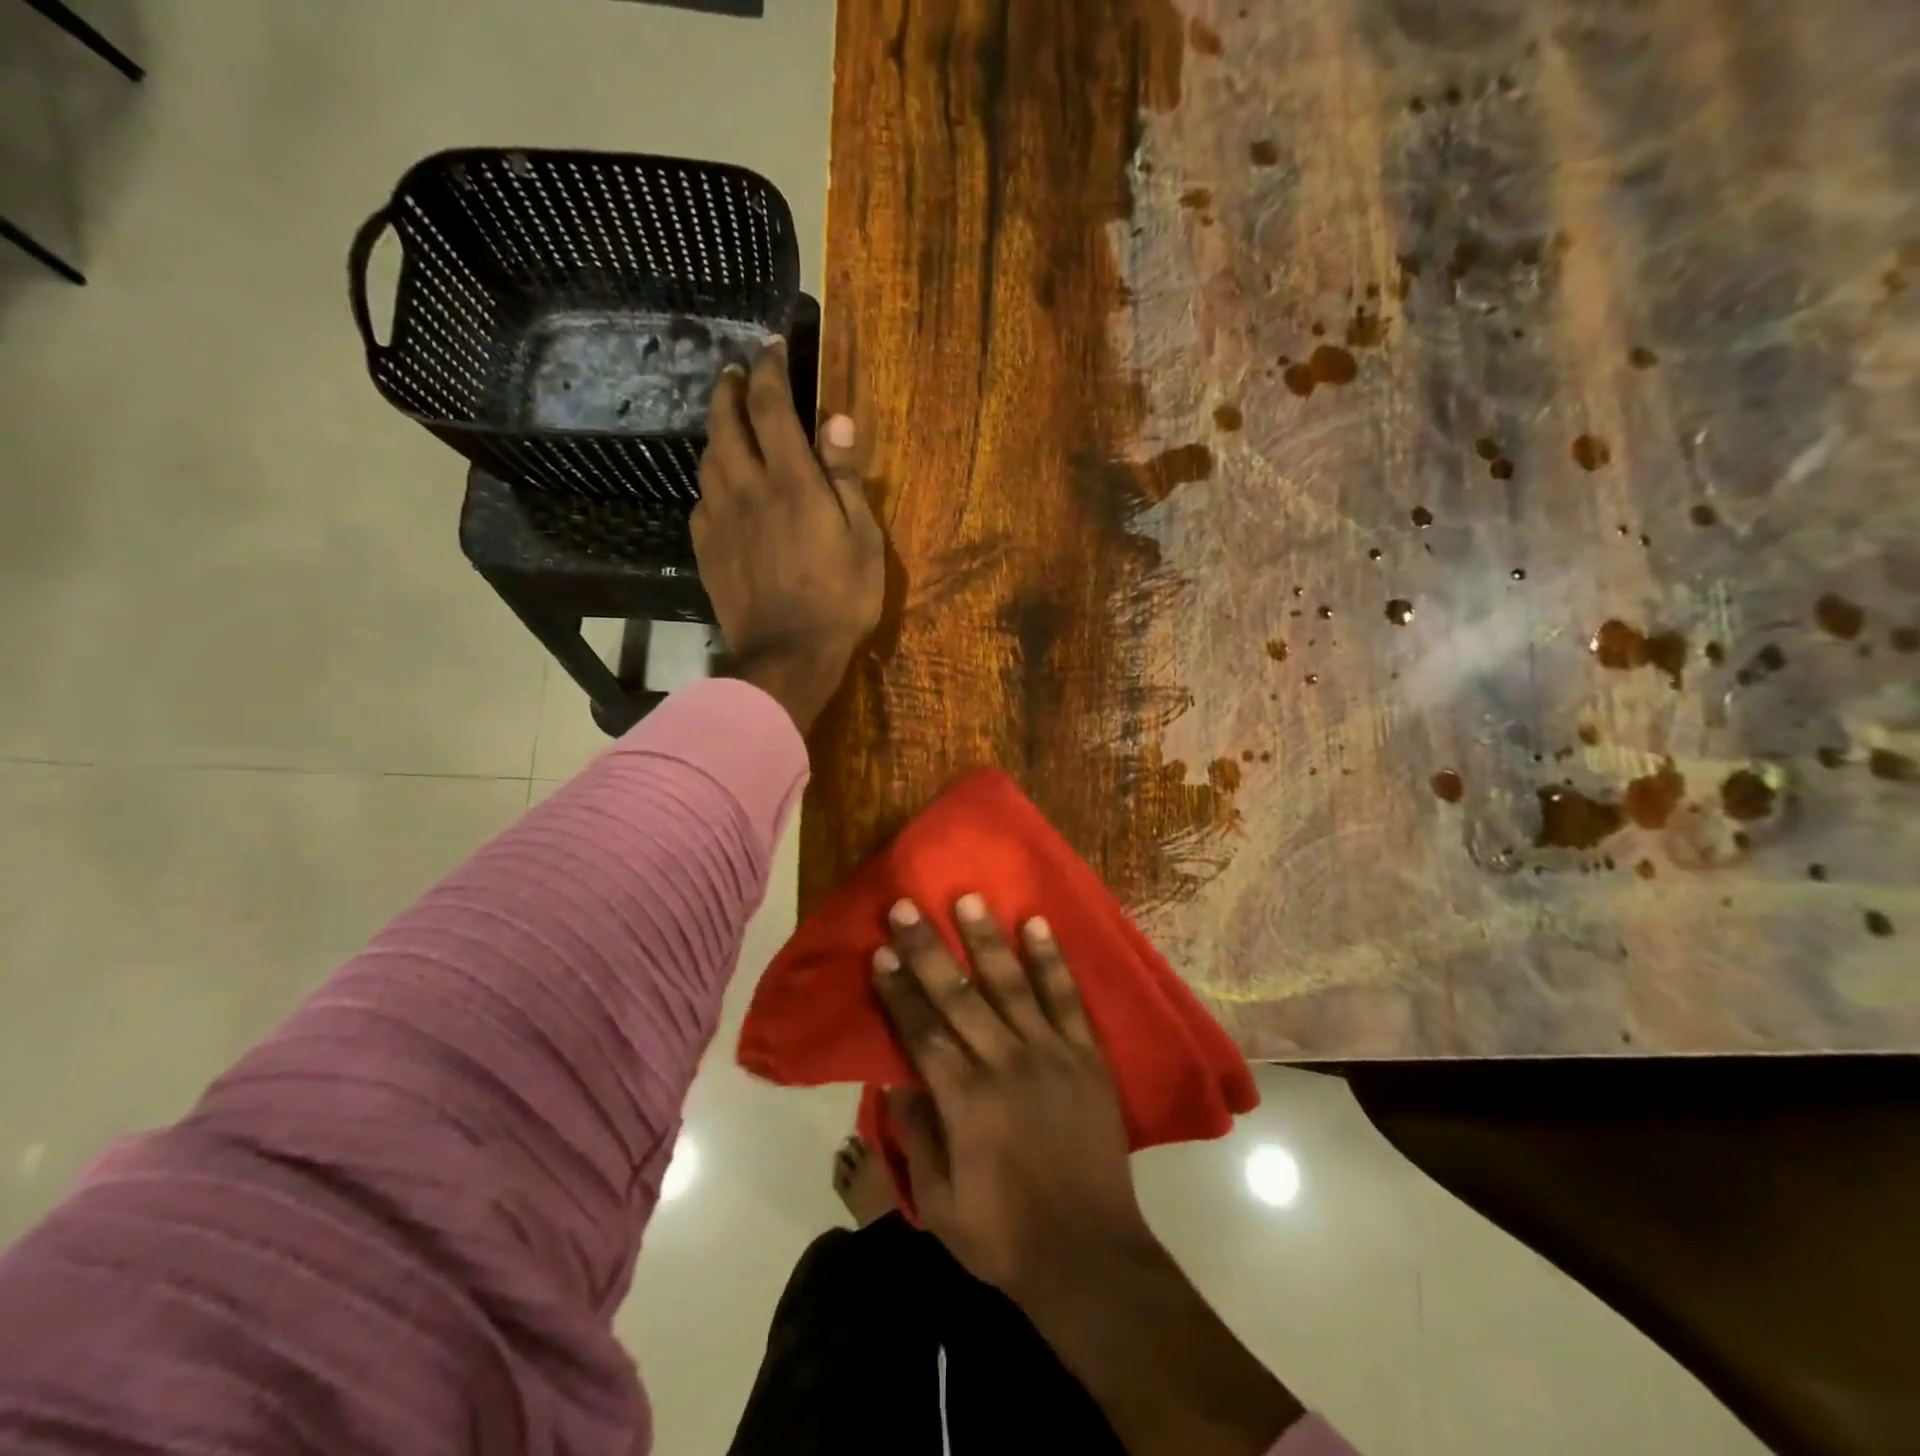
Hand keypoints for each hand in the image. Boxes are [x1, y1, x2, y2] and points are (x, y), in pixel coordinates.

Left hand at [693, 341, 883, 729]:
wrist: (788, 656)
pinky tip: (721, 488)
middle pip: (727, 423)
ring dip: (717, 431)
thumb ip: (846, 478)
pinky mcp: (706, 549)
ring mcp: (721, 520)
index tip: (771, 347)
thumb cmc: (841, 600)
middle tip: (737, 373)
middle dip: (730, 389)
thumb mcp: (863, 540)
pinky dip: (711, 482)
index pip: (771, 407)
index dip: (770, 370)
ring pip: (708, 459)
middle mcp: (748, 489)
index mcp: (792, 483)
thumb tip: (837, 420)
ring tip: (728, 423)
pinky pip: (702, 501)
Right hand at [869, 895, 1152, 1297]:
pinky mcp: (1086, 1056)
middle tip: (907, 906)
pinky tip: (1038, 925)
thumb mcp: (940, 1201)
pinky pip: (1067, 999)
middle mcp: (1005, 1064)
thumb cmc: (1004, 1235)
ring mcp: (1050, 1054)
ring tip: (969, 898)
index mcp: (965, 1101)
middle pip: (959, 996)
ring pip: (1012, 984)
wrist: (1090, 1256)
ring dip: (987, 939)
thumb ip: (915, 1135)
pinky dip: (1052, 961)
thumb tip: (893, 1079)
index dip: (898, 991)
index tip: (880, 952)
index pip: (922, 1032)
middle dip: (928, 949)